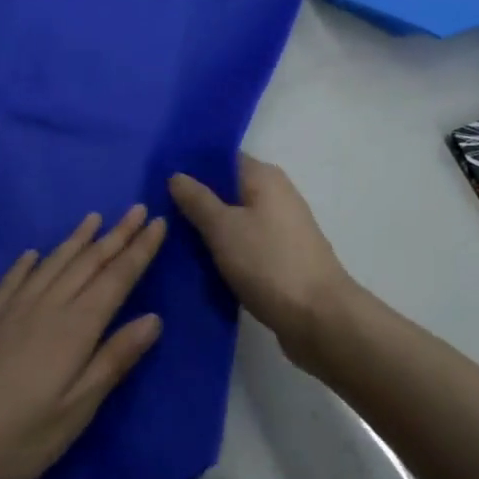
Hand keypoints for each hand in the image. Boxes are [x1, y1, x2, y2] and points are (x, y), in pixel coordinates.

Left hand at [0, 206, 166, 478]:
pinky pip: (13, 279)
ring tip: (95, 218)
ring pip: (54, 262)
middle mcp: (47, 305)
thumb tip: (153, 318)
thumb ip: (113, 360)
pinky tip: (32, 253)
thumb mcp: (75, 412)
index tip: (158, 223)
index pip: (116, 278)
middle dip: (117, 235)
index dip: (139, 250)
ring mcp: (13, 308)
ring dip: (78, 239)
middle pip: (89, 262)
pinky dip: (28, 262)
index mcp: (75, 328)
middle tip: (138, 209)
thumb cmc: (16, 440)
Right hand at [170, 156, 356, 366]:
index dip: (192, 166)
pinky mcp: (282, 258)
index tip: (159, 177)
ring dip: (209, 229)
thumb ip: (197, 200)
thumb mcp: (223, 228)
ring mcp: (282, 228)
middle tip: (157, 211)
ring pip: (236, 219)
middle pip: (228, 189)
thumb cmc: (269, 263)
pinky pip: (246, 244)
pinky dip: (226, 250)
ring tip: (171, 238)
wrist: (321, 319)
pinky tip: (199, 263)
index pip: (222, 158)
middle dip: (196, 200)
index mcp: (264, 177)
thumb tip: (177, 175)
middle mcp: (276, 195)